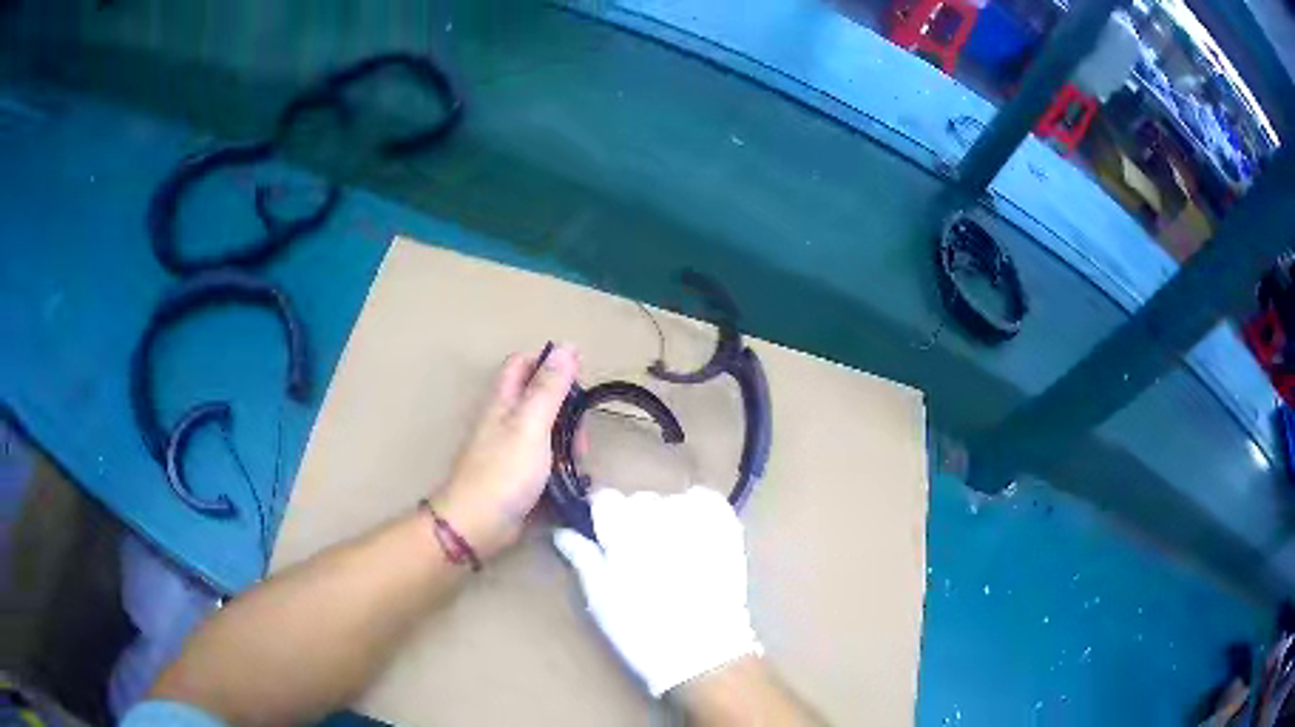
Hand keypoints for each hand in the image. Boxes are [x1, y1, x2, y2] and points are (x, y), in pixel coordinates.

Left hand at [435, 344, 578, 560]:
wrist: (478, 524)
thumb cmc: (503, 471)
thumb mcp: (531, 424)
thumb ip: (549, 387)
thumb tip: (566, 346)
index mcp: (505, 400)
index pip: (523, 364)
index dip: (549, 362)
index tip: (578, 376)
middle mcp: (507, 419)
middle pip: (541, 398)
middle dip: (567, 409)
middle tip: (581, 431)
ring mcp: (513, 448)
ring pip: (548, 431)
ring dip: (568, 440)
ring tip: (580, 460)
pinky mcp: (520, 474)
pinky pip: (548, 459)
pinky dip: (563, 463)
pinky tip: (575, 477)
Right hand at [552, 487, 761, 696]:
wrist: (702, 651)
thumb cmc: (640, 629)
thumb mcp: (600, 597)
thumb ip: (581, 556)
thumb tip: (562, 531)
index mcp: (622, 531)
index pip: (605, 499)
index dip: (603, 517)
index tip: (604, 536)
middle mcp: (659, 516)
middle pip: (640, 500)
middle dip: (635, 520)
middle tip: (639, 553)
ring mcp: (697, 520)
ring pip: (673, 500)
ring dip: (668, 517)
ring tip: (671, 549)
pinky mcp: (726, 527)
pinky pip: (708, 500)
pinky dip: (699, 509)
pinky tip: (696, 532)